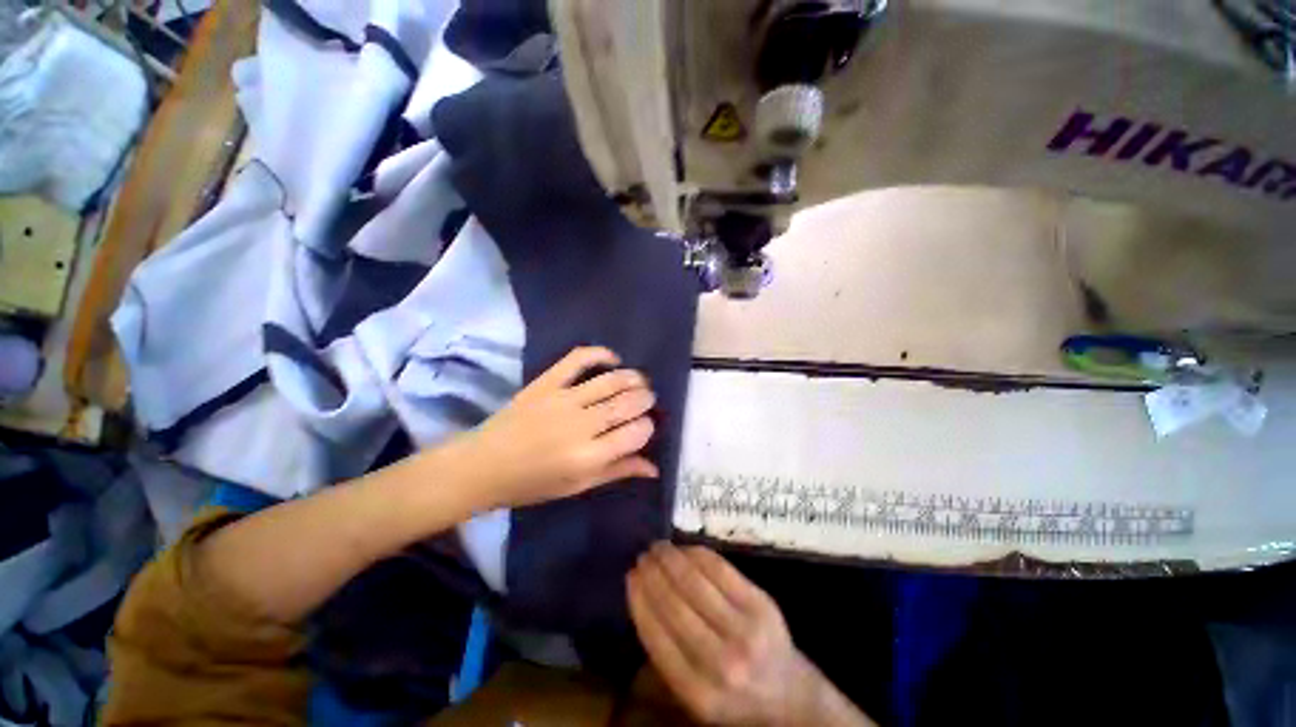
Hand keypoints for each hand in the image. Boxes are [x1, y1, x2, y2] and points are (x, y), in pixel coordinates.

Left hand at [462, 346, 657, 508]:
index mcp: (588, 457)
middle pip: (626, 403)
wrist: (483, 465)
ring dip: (633, 378)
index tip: (646, 427)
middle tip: (648, 400)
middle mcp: (580, 425)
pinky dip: (600, 353)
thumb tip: (654, 468)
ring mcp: (562, 399)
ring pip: (610, 381)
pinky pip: (578, 359)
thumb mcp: (577, 486)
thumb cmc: (531, 484)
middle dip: (645, 399)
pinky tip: (613, 359)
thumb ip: (617, 471)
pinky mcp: (546, 383)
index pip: (636, 433)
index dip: (648, 427)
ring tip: (640, 381)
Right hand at [628, 544, 872, 726]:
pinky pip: (721, 569)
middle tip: (641, 555)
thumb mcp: (695, 694)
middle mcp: (721, 662)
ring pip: (696, 582)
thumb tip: (642, 597)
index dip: (640, 600)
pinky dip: (698, 554)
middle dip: (653, 574)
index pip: (657, 636)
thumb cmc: (733, 696)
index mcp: (698, 693)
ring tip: (658, 547)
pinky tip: (685, 549)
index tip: (629, 576)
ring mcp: (745, 629)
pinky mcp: (761, 603)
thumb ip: (667, 655)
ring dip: (671, 559)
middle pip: (675, 605)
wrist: (788, 694)